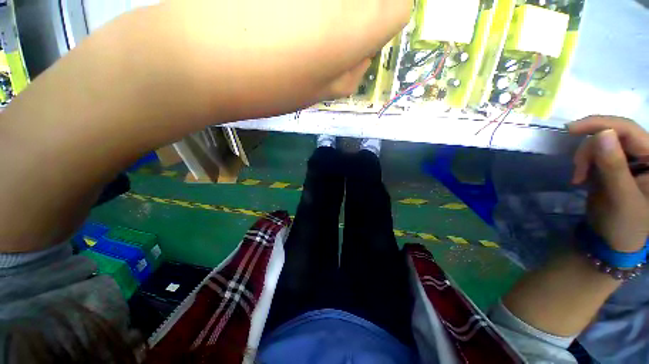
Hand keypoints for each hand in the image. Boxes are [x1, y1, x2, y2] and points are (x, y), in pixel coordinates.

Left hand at [150, 0, 410, 118]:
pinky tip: (278, 16)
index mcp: (357, 23)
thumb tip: (364, 53)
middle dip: (361, 15)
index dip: (385, 24)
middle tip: (330, 37)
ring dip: (330, 12)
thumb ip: (352, 73)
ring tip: (298, 28)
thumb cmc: (266, 86)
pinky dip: (302, 8)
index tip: (364, 37)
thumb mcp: (320, 93)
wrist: (193, 59)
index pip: (399, 9)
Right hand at [568, 116, 648, 251]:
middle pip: (614, 134)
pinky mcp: (616, 164)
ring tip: (579, 178)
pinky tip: (581, 177)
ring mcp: (631, 159)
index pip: (630, 130)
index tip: (570, 129)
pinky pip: (596, 153)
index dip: (602, 124)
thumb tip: (602, 134)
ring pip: (601, 142)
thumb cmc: (624, 224)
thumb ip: (614, 166)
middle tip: (577, 170)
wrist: (613, 240)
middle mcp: (646, 154)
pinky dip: (584, 163)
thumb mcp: (620, 197)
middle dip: (590, 149)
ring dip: (585, 158)